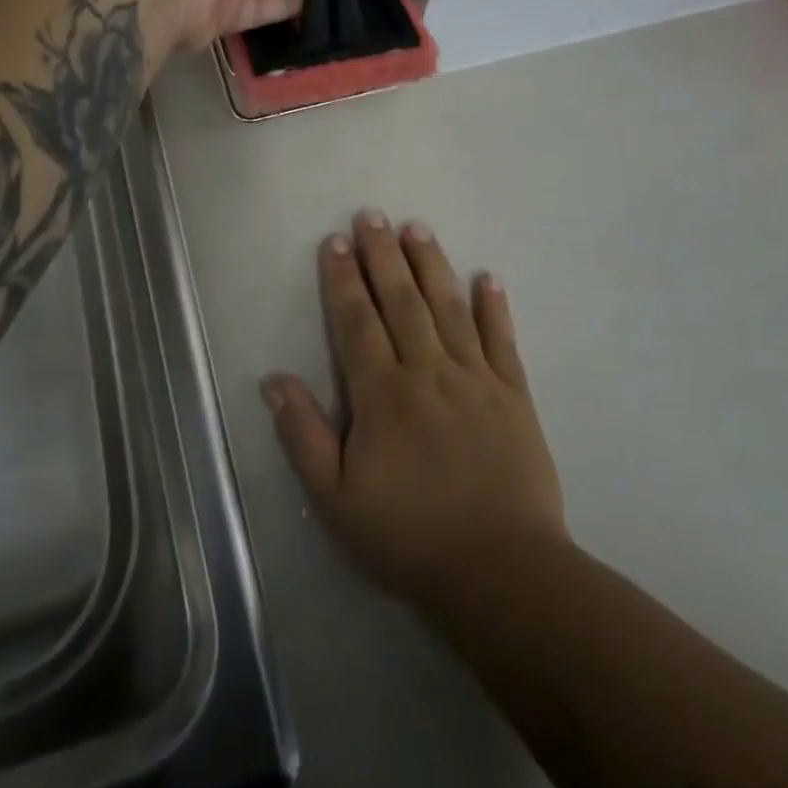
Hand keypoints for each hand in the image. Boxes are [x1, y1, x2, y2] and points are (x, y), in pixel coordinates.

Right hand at [263, 212, 567, 611]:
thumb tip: (273, 379)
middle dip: (384, 254)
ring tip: (418, 228)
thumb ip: (303, 435)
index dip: (344, 279)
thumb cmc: (410, 537)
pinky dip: (495, 307)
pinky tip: (488, 277)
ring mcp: (476, 379)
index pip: (357, 321)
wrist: (502, 573)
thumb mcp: (336, 499)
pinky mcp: (514, 395)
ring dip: (432, 265)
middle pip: (402, 301)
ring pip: (449, 308)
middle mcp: (428, 371)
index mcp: (383, 394)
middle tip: (372, 214)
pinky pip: (503, 341)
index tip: (336, 241)